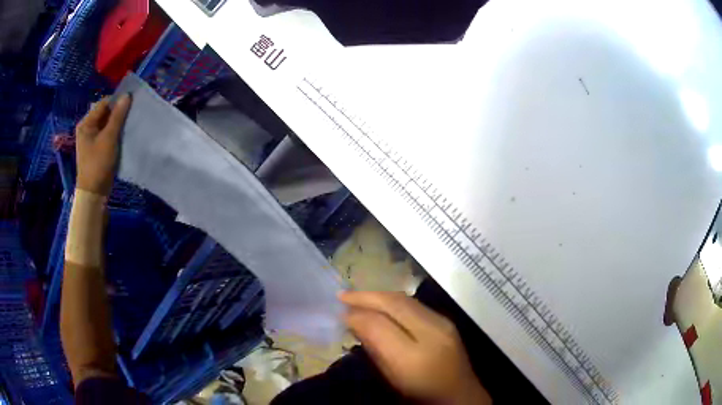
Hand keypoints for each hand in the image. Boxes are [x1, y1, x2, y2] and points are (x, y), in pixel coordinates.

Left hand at [75, 95, 130, 195]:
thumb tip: (127, 95)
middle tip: (132, 114)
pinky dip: (115, 133)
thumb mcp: (109, 138)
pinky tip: (123, 135)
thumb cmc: (98, 164)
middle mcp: (87, 128)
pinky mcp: (97, 148)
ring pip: (107, 124)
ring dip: (118, 123)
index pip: (103, 104)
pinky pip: (107, 134)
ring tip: (129, 124)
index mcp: (86, 123)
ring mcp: (91, 139)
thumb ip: (118, 116)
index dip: (117, 101)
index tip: (132, 102)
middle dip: (118, 113)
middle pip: (105, 113)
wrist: (94, 194)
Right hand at [340, 291, 490, 404]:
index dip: (356, 316)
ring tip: (358, 298)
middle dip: (365, 296)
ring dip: (379, 296)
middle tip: (342, 296)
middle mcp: (432, 332)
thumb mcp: (392, 380)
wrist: (460, 395)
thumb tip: (356, 325)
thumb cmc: (421, 395)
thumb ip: (375, 351)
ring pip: (405, 299)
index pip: (378, 325)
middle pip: (394, 303)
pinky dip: (393, 301)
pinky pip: (414, 304)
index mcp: (414, 357)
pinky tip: (381, 304)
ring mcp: (443, 323)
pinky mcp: (446, 320)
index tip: (339, 314)